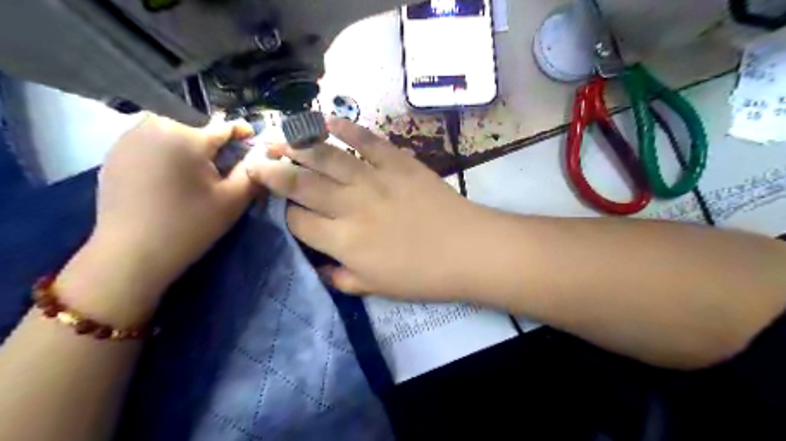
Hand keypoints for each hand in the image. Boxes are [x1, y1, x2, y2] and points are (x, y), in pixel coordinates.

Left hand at [90, 113, 255, 294]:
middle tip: (222, 168)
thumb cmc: (189, 225)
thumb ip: (252, 171)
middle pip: (196, 129)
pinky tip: (169, 178)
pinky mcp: (114, 153)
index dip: (244, 135)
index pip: (225, 127)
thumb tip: (262, 153)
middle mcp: (154, 126)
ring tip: (196, 173)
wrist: (131, 254)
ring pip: (172, 133)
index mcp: (186, 136)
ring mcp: (128, 138)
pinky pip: (150, 143)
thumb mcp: (233, 199)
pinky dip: (166, 154)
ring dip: (188, 147)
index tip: (254, 143)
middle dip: (213, 145)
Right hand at [245, 118, 481, 301]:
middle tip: (257, 159)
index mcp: (342, 241)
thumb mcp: (376, 289)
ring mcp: (373, 179)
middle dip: (273, 171)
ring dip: (298, 144)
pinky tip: (328, 121)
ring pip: (326, 157)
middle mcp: (349, 206)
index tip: (288, 211)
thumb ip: (342, 279)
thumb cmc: (423, 276)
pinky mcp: (397, 162)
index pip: (298, 221)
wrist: (467, 249)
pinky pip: (367, 140)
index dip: (287, 215)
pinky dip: (346, 128)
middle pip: (300, 183)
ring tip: (281, 137)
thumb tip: (321, 269)